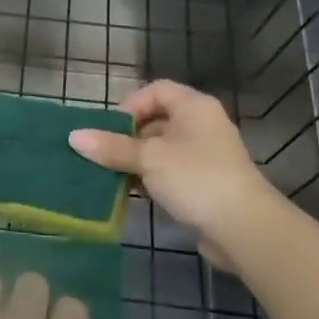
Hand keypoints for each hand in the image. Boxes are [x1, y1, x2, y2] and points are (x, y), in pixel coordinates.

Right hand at [69, 80, 286, 270]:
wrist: (244, 228)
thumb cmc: (195, 179)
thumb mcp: (148, 159)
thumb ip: (111, 147)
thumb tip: (73, 136)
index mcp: (194, 107)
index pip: (156, 90)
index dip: (131, 104)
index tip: (110, 128)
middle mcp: (201, 125)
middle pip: (156, 120)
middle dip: (127, 137)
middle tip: (103, 154)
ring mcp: (204, 156)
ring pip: (160, 149)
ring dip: (135, 161)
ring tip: (109, 175)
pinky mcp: (203, 183)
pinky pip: (169, 172)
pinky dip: (149, 178)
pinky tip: (130, 193)